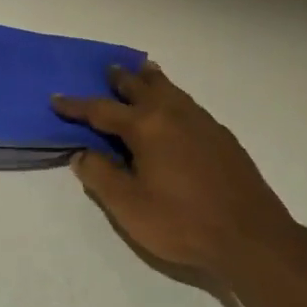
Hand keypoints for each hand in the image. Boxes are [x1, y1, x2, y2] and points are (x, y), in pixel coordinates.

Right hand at [52, 63, 306, 276]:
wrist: (250, 236)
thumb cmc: (181, 222)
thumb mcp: (127, 205)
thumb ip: (100, 175)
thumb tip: (82, 153)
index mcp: (147, 127)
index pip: (102, 110)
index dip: (76, 105)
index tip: (57, 98)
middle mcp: (174, 115)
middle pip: (142, 88)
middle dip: (121, 79)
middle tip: (108, 69)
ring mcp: (203, 124)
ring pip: (171, 91)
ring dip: (151, 81)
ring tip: (142, 73)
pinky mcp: (222, 138)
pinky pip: (189, 104)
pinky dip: (174, 97)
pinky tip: (175, 109)